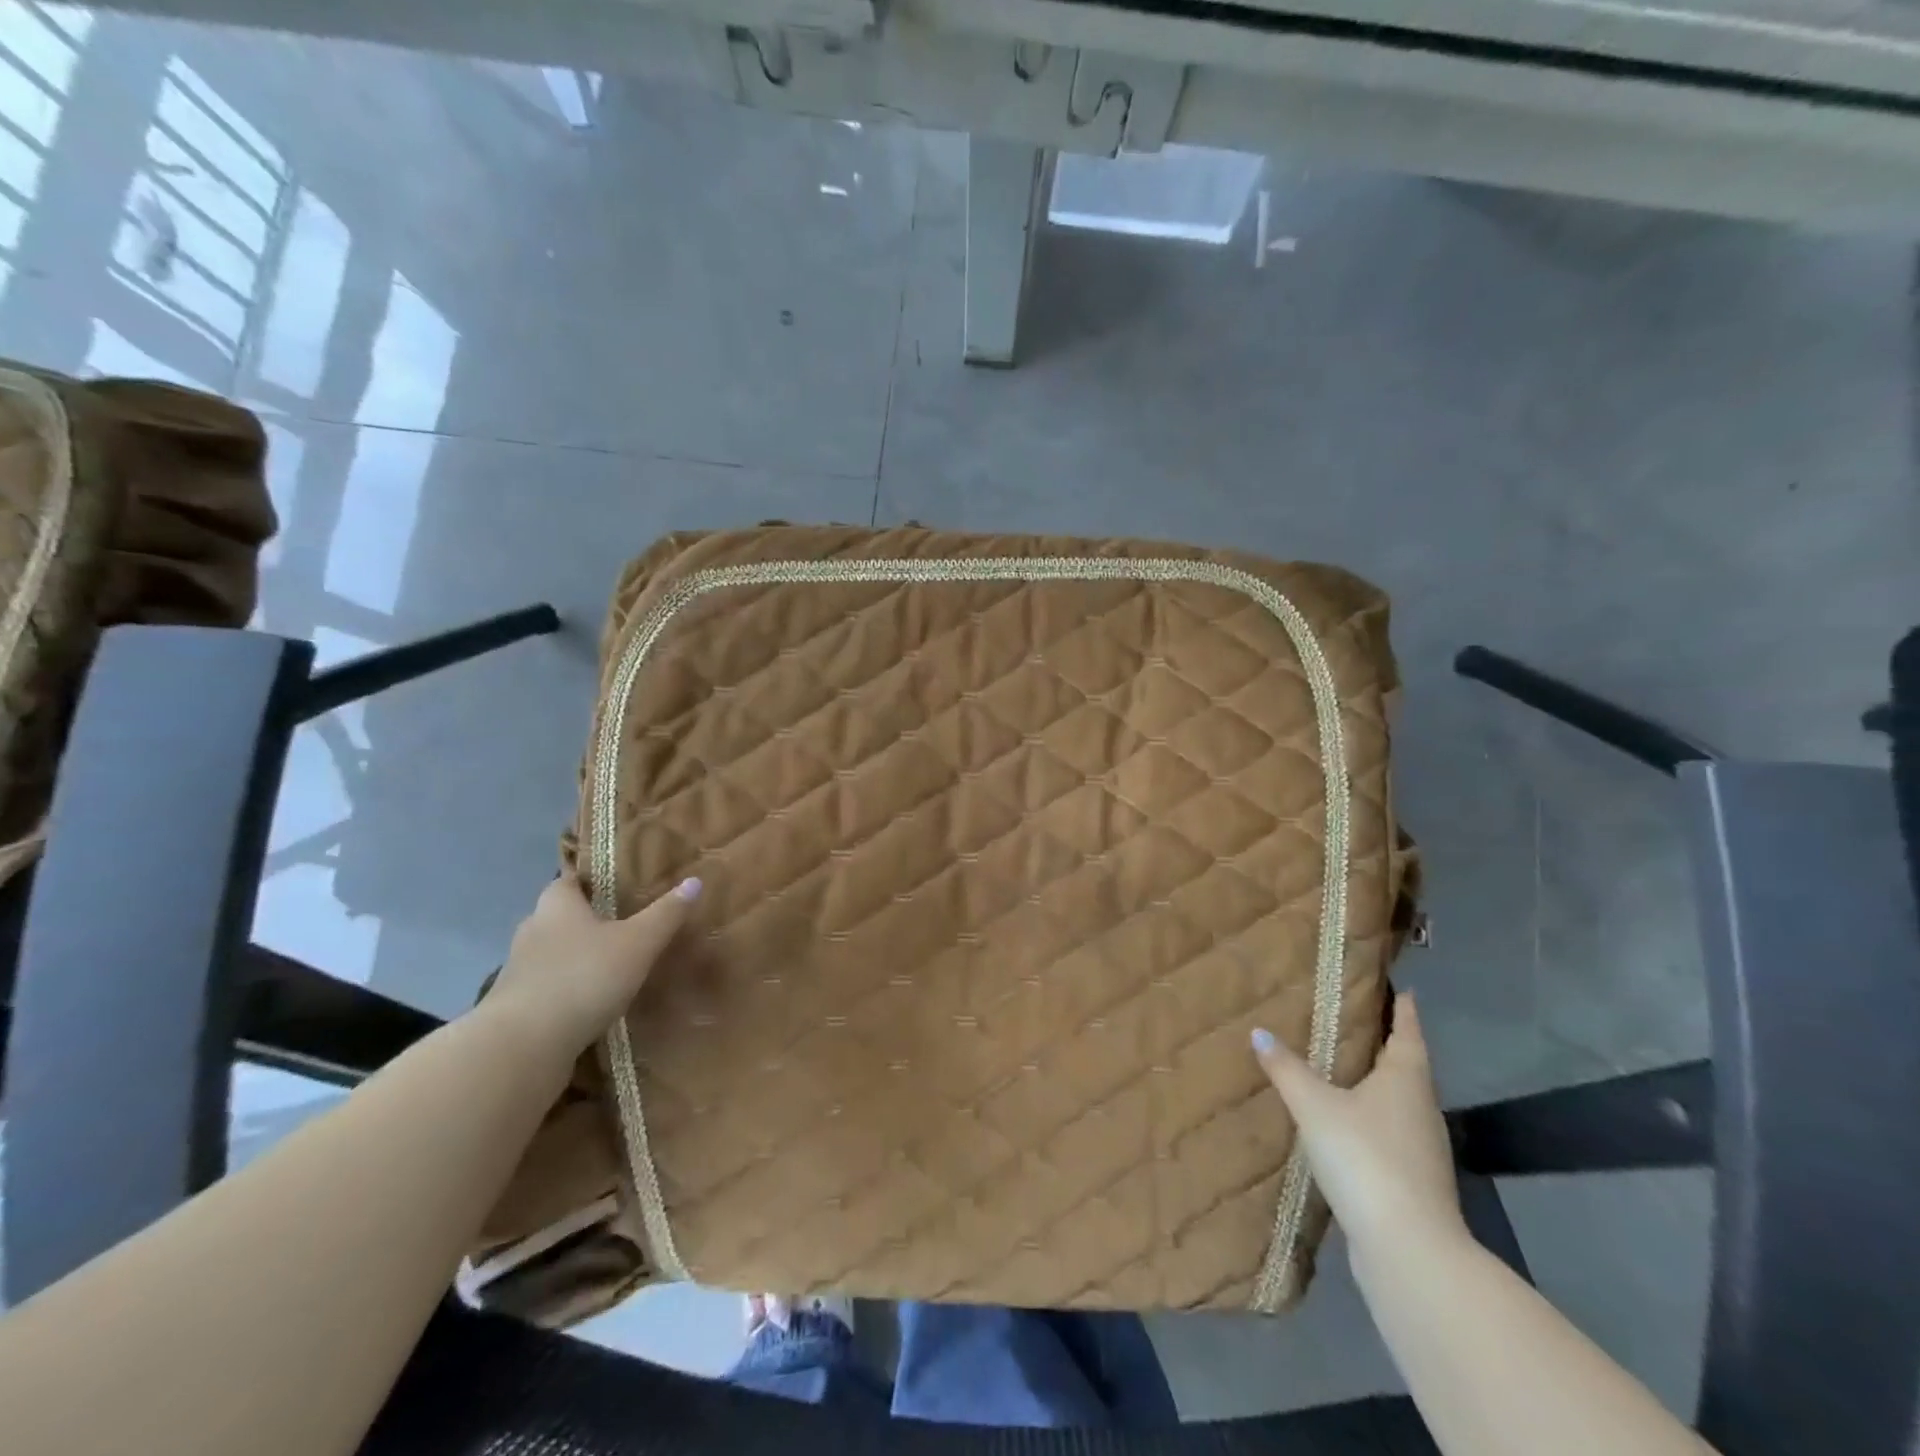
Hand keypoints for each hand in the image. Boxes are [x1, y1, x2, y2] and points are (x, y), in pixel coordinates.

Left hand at [487, 875, 700, 1057]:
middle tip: (624, 925)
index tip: (617, 885)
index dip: (591, 880)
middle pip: (560, 916)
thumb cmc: (584, 977)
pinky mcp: (515, 1007)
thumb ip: (666, 914)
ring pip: (553, 954)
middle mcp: (532, 931)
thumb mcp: (639, 942)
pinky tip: (591, 1002)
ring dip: (577, 958)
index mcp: (557, 906)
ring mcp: (518, 971)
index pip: (569, 880)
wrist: (524, 1046)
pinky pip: (547, 988)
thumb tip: (695, 881)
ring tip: (612, 966)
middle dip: (587, 920)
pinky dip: (567, 990)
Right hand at [1252, 993, 1466, 1267]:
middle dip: (1386, 1044)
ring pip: (1400, 1102)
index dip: (1404, 1009)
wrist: (1409, 1249)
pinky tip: (1346, 1125)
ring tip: (1345, 1070)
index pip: (1408, 1032)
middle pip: (1407, 1067)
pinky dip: (1372, 1120)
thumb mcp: (1315, 1106)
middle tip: (1357, 1022)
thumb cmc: (1365, 1158)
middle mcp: (1421, 1108)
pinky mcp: (1414, 1181)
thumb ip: (1287, 1069)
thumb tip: (1259, 1031)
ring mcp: (1422, 1148)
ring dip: (1378, 1085)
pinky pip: (1391, 1134)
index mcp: (1405, 1079)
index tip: (1404, 988)